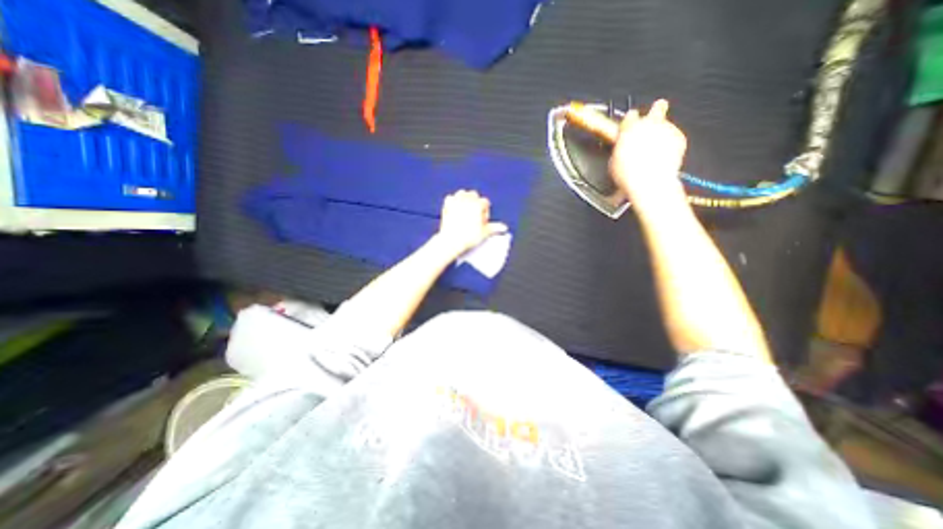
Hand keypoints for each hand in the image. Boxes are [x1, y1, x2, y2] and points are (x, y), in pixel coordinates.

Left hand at [434, 189, 508, 257]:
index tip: (482, 220)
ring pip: (462, 193)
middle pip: (474, 194)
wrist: (451, 240)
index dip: (485, 211)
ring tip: (465, 209)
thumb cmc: (469, 237)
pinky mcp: (446, 205)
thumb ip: (494, 228)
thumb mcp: (484, 233)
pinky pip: (450, 198)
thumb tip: (504, 227)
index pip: (485, 202)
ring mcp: (456, 201)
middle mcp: (467, 200)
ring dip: (465, 198)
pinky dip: (453, 201)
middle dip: (475, 202)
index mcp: (478, 204)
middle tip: (474, 214)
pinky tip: (455, 209)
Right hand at [607, 97, 689, 212]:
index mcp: (629, 128)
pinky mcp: (679, 137)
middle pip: (658, 107)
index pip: (631, 115)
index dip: (631, 121)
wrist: (649, 181)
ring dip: (662, 135)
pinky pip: (675, 138)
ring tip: (655, 152)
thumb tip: (623, 147)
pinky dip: (671, 145)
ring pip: (666, 126)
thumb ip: (621, 147)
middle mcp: (649, 124)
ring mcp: (666, 129)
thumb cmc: (629, 174)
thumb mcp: (614, 161)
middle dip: (657, 111)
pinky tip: (663, 157)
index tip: (631, 127)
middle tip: (655, 118)